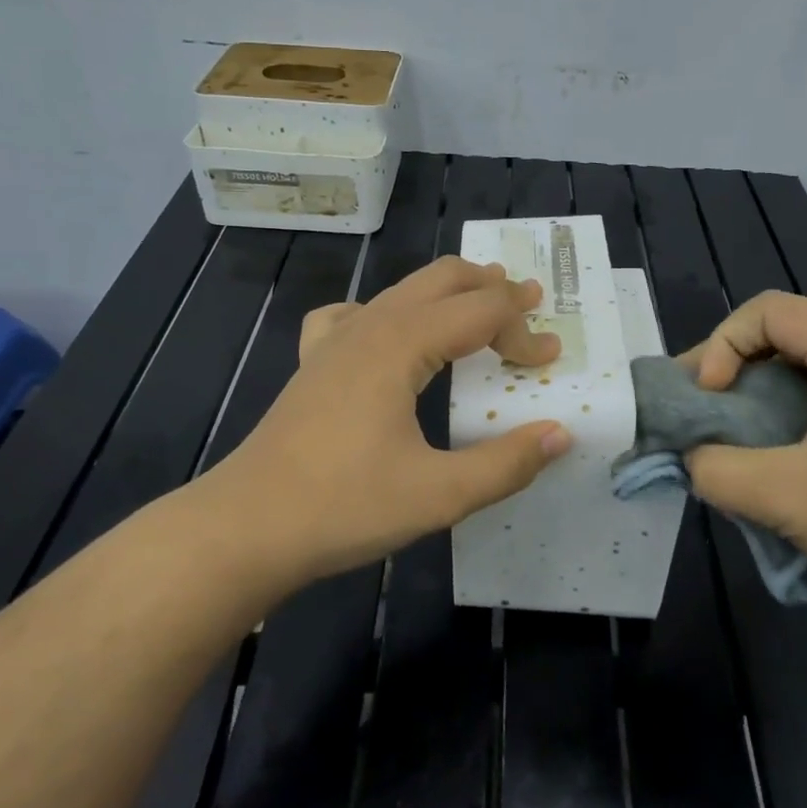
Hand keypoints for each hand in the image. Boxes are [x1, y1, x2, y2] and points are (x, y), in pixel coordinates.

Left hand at [209, 257, 571, 583]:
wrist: (246, 528)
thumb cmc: (344, 507)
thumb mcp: (439, 494)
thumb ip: (506, 463)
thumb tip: (561, 433)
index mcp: (401, 345)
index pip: (480, 314)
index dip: (523, 330)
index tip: (550, 359)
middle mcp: (370, 327)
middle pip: (442, 279)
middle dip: (491, 287)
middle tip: (529, 302)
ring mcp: (335, 341)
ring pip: (402, 291)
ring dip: (448, 292)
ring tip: (480, 301)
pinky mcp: (314, 363)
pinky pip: (355, 315)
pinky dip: (389, 310)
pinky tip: (389, 334)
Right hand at [682, 290, 806, 622]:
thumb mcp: (784, 496)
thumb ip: (716, 468)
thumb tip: (692, 458)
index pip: (768, 311)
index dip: (723, 345)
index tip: (711, 399)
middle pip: (786, 332)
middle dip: (733, 366)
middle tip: (701, 409)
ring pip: (806, 364)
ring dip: (759, 391)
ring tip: (729, 431)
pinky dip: (789, 410)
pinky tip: (773, 451)